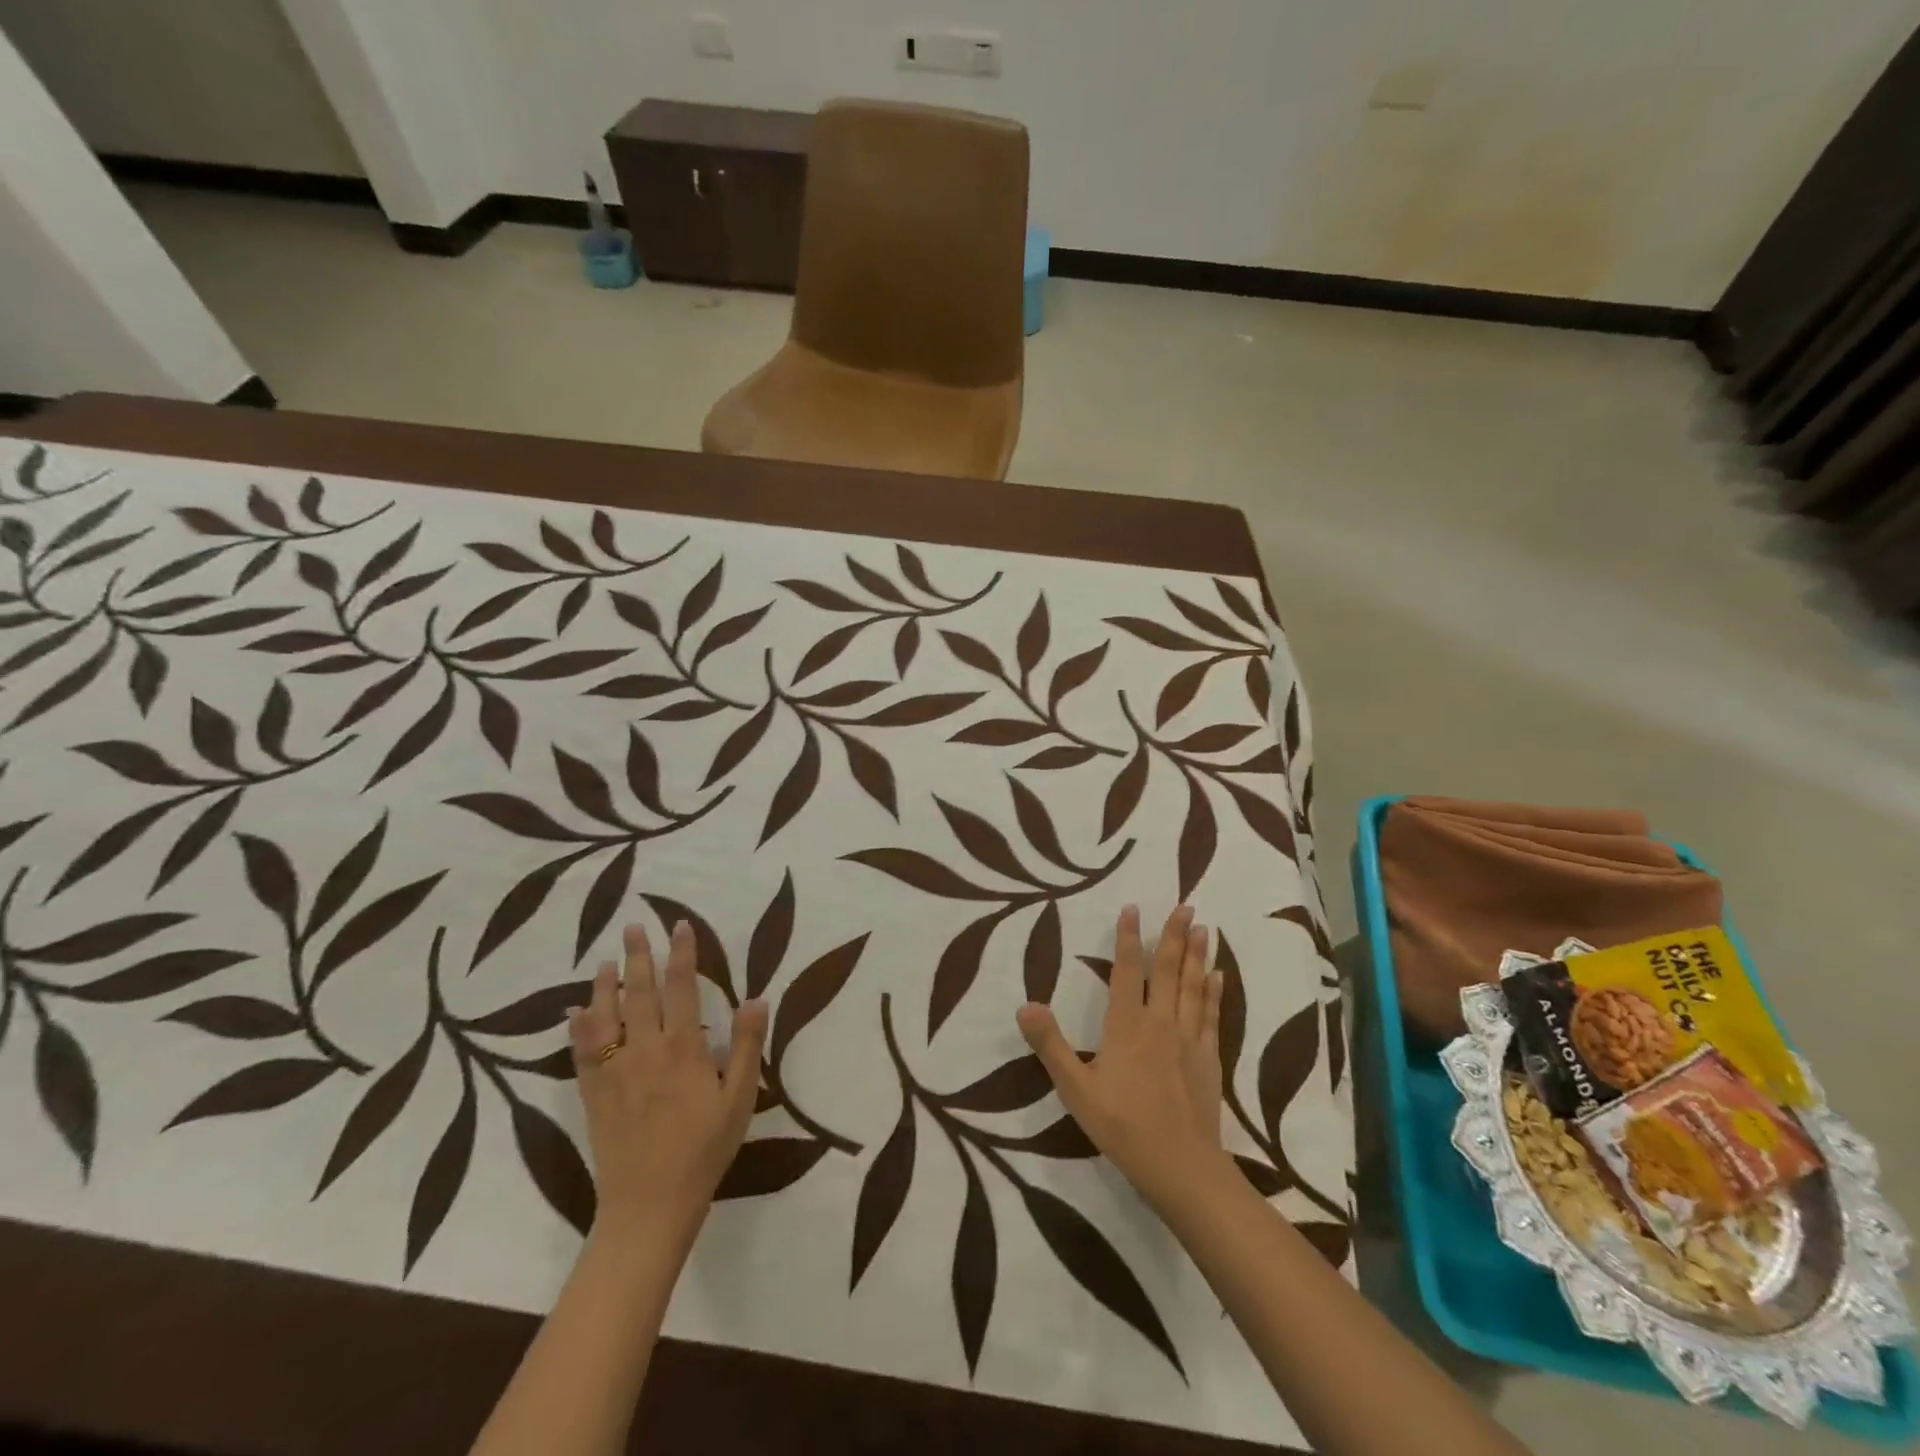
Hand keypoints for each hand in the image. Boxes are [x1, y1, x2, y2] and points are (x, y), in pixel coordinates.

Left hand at [569, 923, 767, 1245]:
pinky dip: (578, 1028)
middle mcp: (645, 1052)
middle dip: (638, 957)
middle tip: (633, 927)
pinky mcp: (594, 1095)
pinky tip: (575, 1012)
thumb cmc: (704, 1150)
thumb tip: (756, 997)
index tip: (680, 926)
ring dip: (605, 985)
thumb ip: (745, 1046)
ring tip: (606, 961)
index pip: (682, 989)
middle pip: (640, 994)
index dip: (682, 954)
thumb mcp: (738, 1100)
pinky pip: (582, 1053)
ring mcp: (614, 1073)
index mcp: (683, 1050)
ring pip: (606, 1017)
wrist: (650, 1206)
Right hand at [1017, 904, 1224, 1211]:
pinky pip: (1210, 1016)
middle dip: (1174, 935)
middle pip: (1168, 970)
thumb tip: (1026, 1005)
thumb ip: (1051, 1045)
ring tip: (1204, 927)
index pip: (1128, 971)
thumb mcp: (1075, 1089)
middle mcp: (1160, 1023)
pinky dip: (1214, 992)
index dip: (1129, 938)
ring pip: (1193, 987)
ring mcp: (1188, 1040)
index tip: (1133, 909)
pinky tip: (1218, 976)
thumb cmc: (1122, 1126)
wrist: (1181, 1167)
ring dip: (1197, 955)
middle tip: (1186, 905)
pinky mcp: (1208, 1059)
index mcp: (1127, 1026)